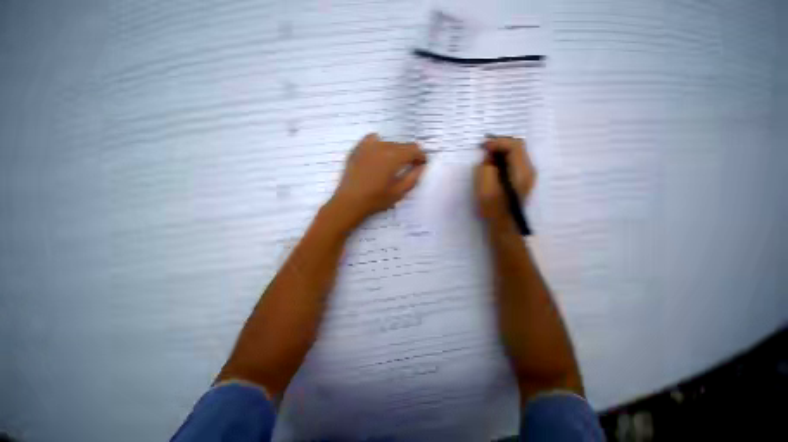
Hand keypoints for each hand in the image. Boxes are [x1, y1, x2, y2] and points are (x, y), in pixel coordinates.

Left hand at [330, 133, 426, 225]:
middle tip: (407, 167)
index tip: (421, 165)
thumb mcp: (399, 192)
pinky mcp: (357, 149)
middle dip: (408, 155)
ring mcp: (367, 146)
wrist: (350, 201)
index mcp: (394, 156)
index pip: (414, 149)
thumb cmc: (376, 199)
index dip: (420, 156)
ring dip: (394, 151)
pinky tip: (377, 155)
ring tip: (391, 164)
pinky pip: (372, 140)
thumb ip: (413, 177)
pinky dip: (379, 145)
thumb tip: (421, 166)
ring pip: (388, 143)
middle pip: (402, 145)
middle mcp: (382, 146)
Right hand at [475, 137, 535, 226]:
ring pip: (516, 154)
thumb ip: (486, 165)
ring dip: (502, 151)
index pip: (514, 146)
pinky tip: (493, 164)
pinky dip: (503, 159)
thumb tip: (489, 155)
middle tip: (485, 148)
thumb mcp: (484, 183)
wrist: (502, 224)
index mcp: (521, 170)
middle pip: (518, 147)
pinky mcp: (522, 180)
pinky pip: (514, 162)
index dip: (497, 142)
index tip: (483, 146)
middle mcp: (529, 170)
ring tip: (488, 155)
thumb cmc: (492, 205)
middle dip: (500, 144)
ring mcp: (527, 175)